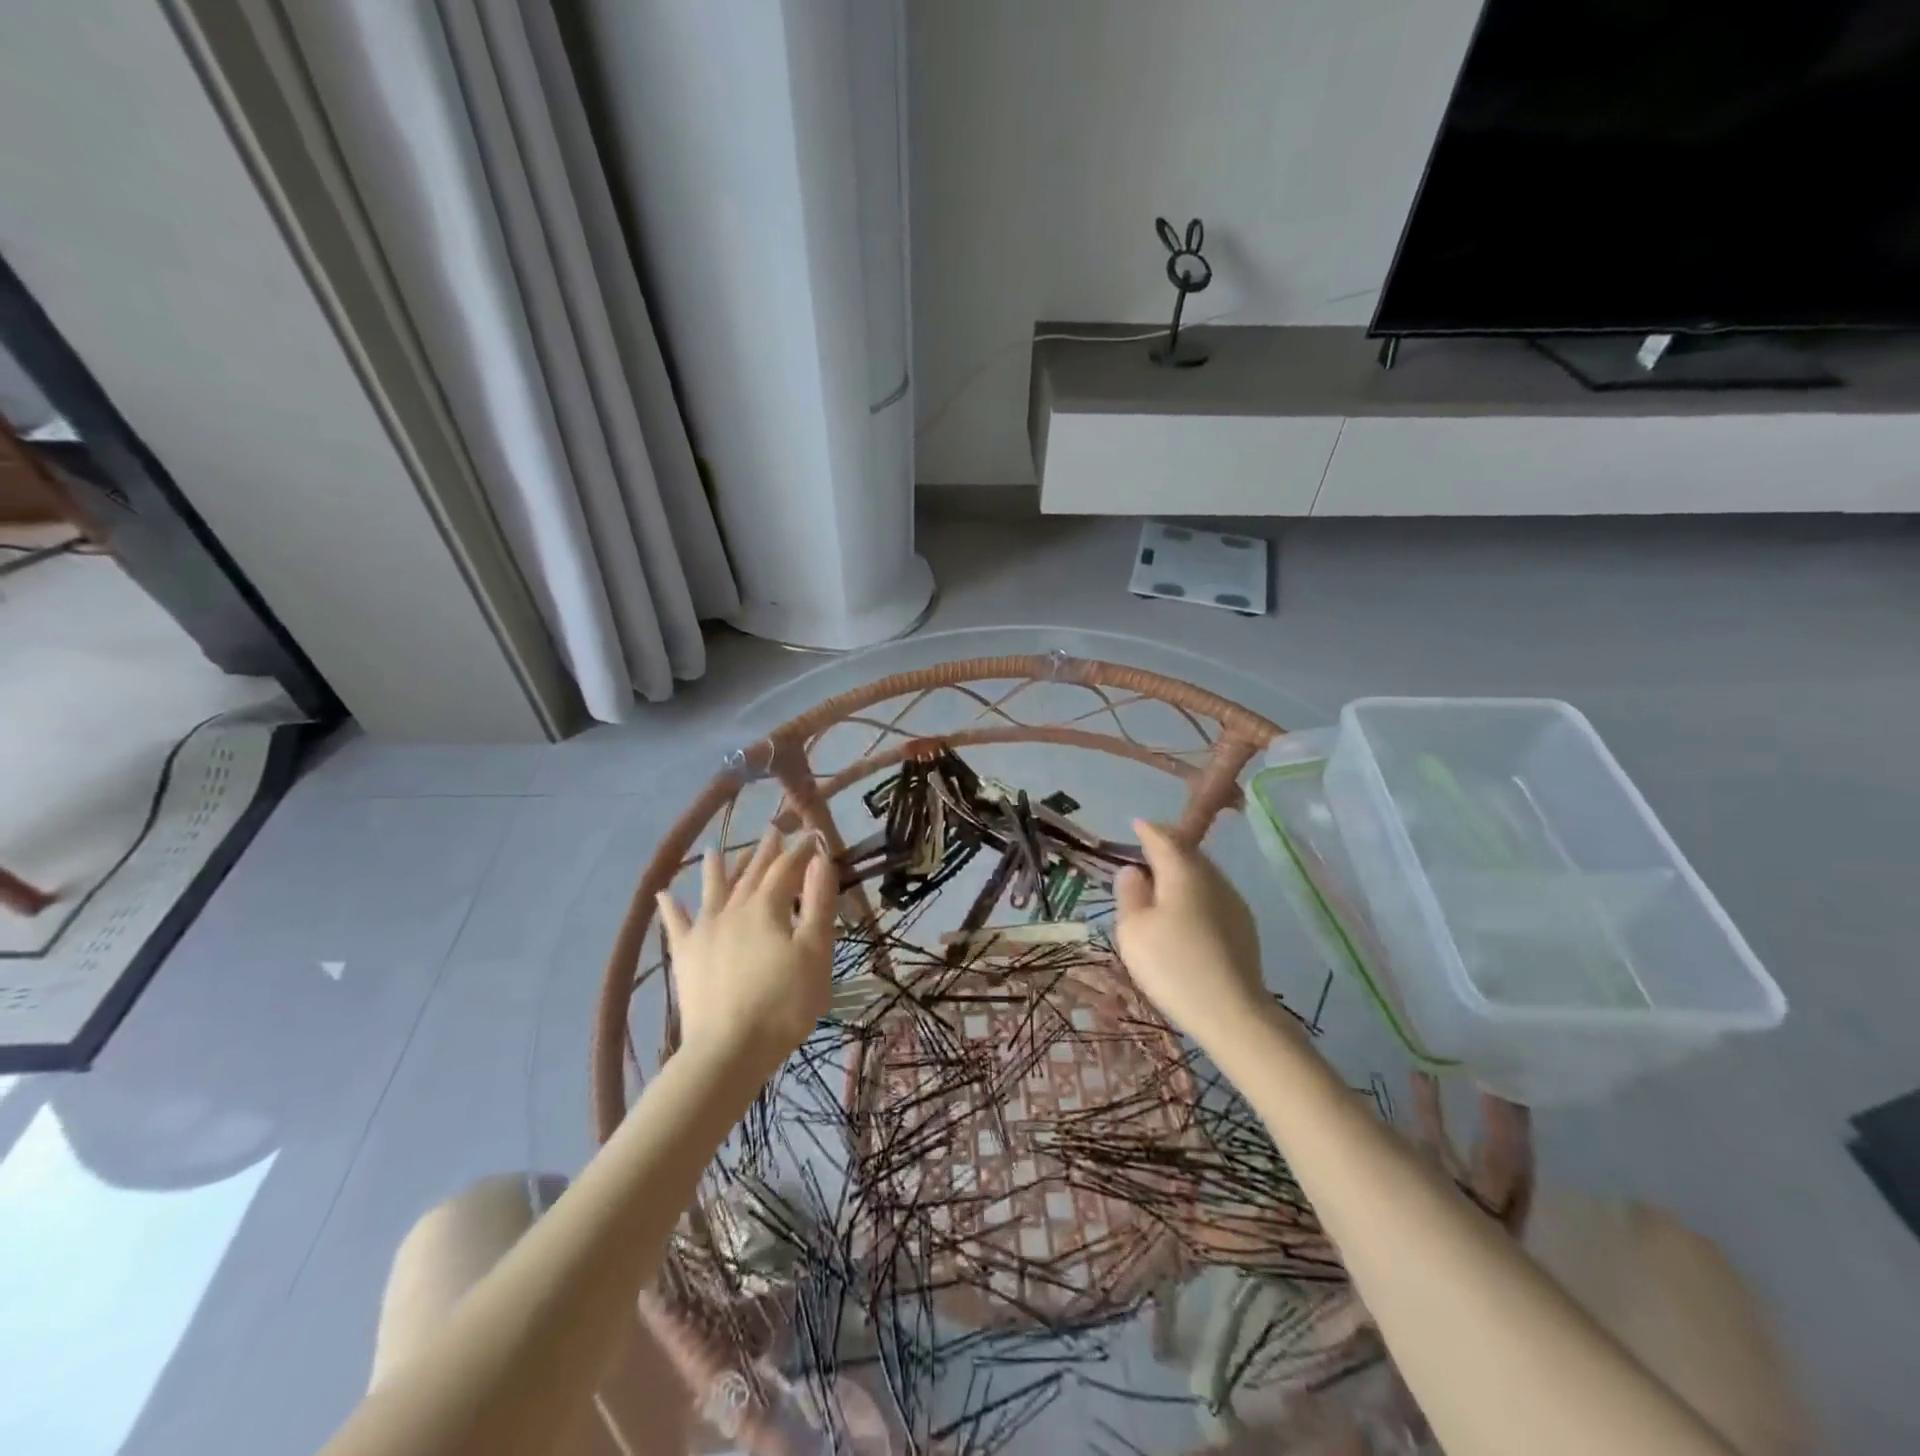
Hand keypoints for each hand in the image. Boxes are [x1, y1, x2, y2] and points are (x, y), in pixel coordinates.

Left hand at [656, 828, 835, 1077]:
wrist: (728, 1052)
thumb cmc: (783, 1004)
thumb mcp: (815, 953)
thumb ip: (819, 904)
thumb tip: (820, 860)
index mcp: (766, 908)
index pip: (786, 869)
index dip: (800, 852)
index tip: (813, 837)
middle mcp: (732, 910)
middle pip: (751, 873)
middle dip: (765, 852)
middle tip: (774, 830)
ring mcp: (704, 932)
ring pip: (713, 890)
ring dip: (719, 868)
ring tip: (717, 847)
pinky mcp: (686, 957)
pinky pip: (676, 925)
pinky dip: (671, 908)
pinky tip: (663, 893)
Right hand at [1112, 820, 1265, 1044]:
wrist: (1233, 1012)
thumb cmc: (1173, 964)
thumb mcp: (1133, 929)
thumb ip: (1129, 893)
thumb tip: (1133, 871)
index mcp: (1184, 871)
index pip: (1164, 837)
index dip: (1147, 830)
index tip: (1135, 825)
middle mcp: (1213, 878)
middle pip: (1187, 853)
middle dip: (1166, 849)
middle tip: (1143, 856)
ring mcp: (1233, 902)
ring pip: (1202, 875)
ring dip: (1181, 873)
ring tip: (1160, 886)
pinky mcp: (1243, 927)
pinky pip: (1211, 897)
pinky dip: (1194, 895)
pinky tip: (1184, 915)